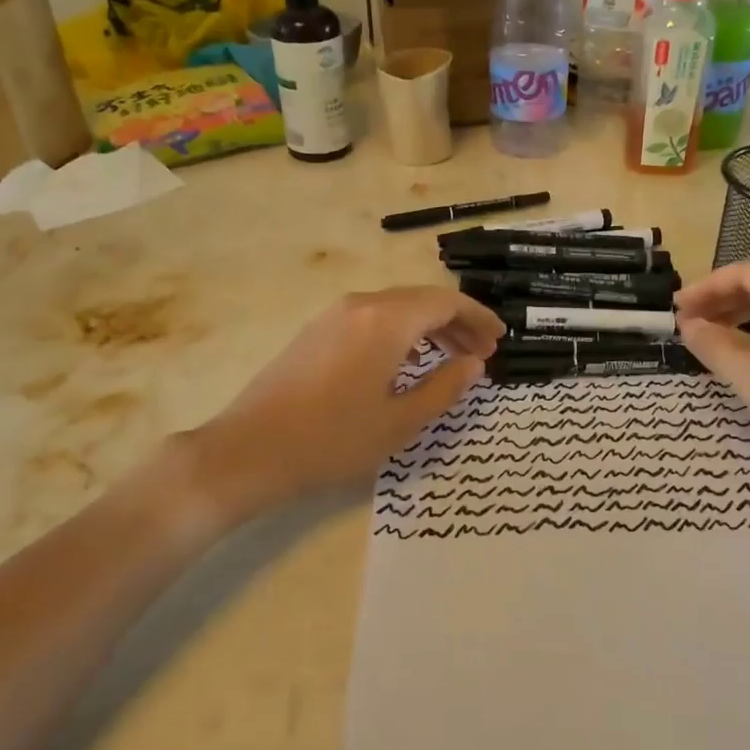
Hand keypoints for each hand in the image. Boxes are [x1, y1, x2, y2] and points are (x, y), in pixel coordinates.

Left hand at [188, 287, 503, 519]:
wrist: (249, 450)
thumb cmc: (333, 440)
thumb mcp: (401, 422)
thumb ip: (445, 387)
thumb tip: (474, 363)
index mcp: (387, 320)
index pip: (446, 303)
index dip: (478, 318)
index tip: (499, 340)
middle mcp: (361, 304)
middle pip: (422, 300)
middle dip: (457, 322)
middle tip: (482, 353)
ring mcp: (334, 315)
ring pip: (396, 308)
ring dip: (429, 327)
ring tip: (452, 357)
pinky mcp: (316, 331)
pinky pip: (372, 318)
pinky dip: (401, 332)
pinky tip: (407, 361)